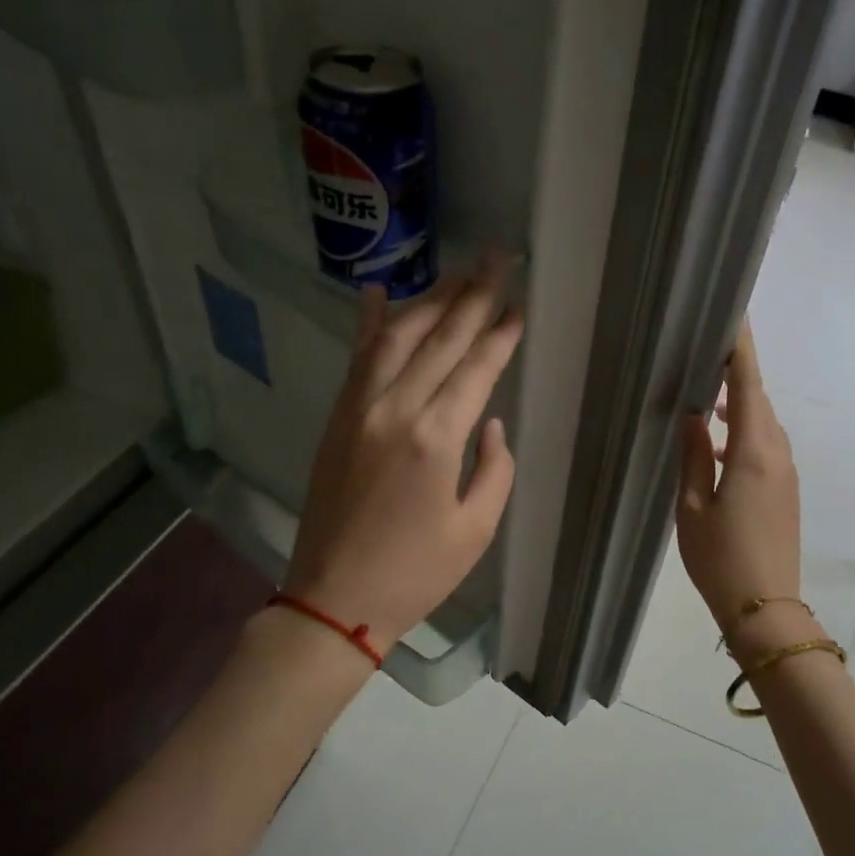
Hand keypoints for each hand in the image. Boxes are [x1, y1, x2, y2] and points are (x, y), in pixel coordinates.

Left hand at [284, 258, 523, 648]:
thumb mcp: (475, 529)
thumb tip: (490, 423)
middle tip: (497, 258)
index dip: (500, 334)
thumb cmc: (415, 573)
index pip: (476, 368)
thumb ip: (494, 469)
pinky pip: (357, 359)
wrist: (335, 597)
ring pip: (397, 337)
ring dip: (429, 301)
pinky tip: (377, 293)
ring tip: (457, 273)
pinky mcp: (337, 419)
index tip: (519, 304)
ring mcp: (358, 409)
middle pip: (440, 338)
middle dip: (472, 296)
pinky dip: (370, 324)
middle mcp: (394, 409)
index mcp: (435, 438)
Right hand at [675, 321, 802, 637]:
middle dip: (737, 377)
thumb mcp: (692, 507)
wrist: (764, 607)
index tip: (733, 318)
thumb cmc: (720, 558)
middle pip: (760, 402)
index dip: (741, 352)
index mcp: (753, 453)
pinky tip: (718, 447)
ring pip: (764, 425)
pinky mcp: (786, 492)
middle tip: (705, 357)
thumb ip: (692, 456)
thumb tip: (694, 417)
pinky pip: (767, 447)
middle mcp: (778, 455)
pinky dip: (745, 434)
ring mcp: (787, 474)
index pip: (749, 387)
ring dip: (740, 408)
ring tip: (705, 403)